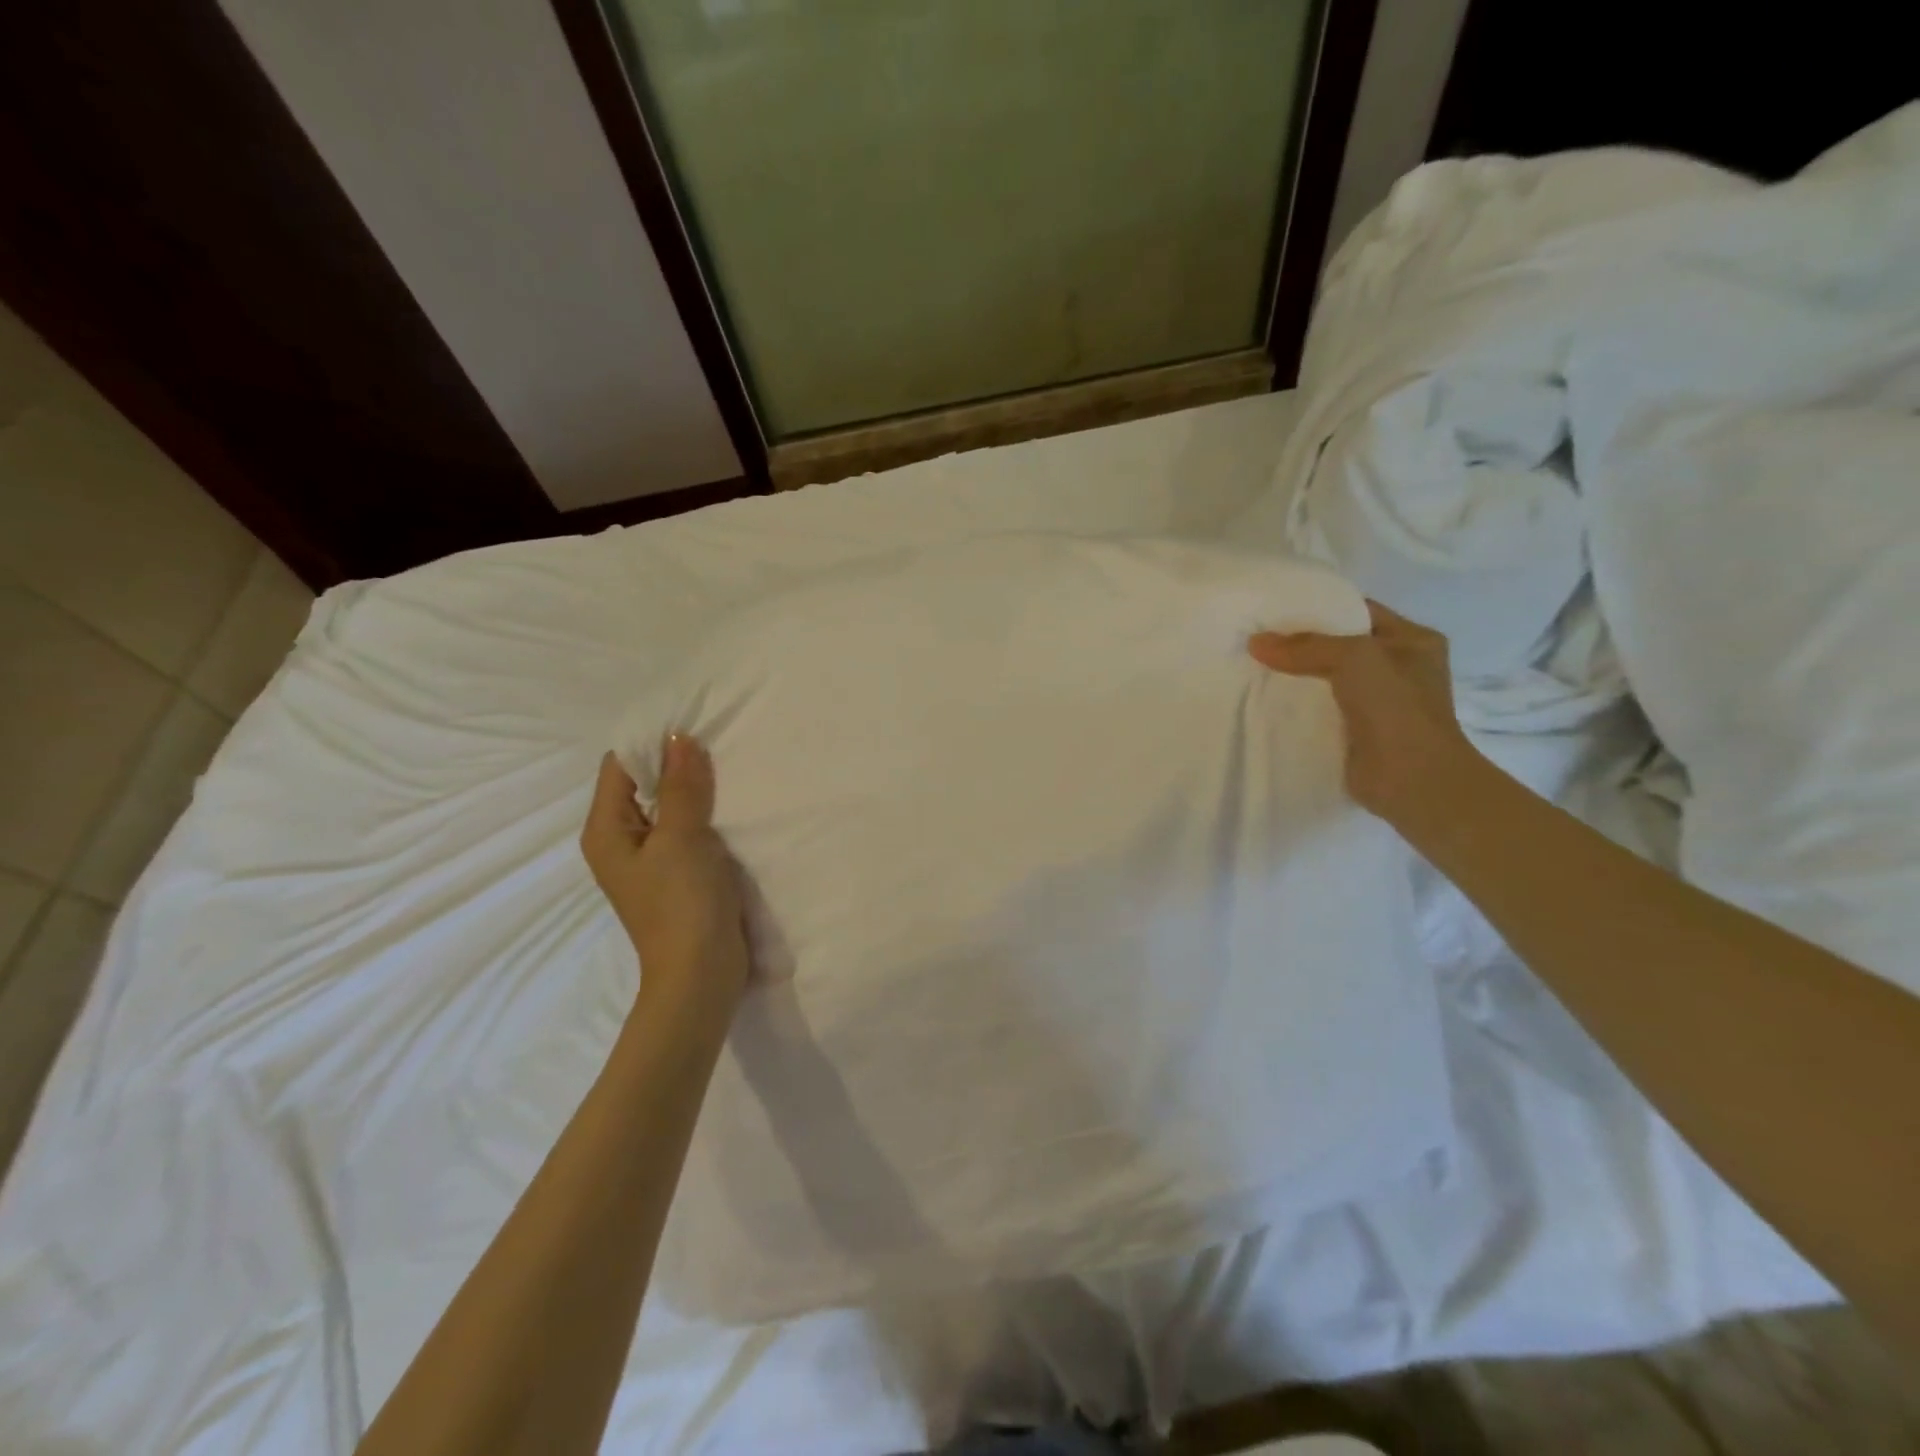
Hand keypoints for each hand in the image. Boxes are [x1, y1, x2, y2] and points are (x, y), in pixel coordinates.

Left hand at [580, 738, 748, 1012]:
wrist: (701, 975)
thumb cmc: (683, 904)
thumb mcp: (682, 838)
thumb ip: (682, 786)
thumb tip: (678, 736)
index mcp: (607, 831)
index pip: (620, 766)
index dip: (651, 742)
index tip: (692, 722)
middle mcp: (621, 840)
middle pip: (643, 785)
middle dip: (675, 762)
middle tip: (716, 739)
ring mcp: (650, 859)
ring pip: (668, 807)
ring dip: (693, 788)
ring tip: (728, 763)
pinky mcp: (677, 873)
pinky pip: (685, 829)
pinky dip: (703, 813)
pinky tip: (730, 802)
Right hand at [1249, 600, 1482, 832]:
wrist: (1412, 780)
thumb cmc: (1396, 707)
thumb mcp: (1354, 658)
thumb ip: (1305, 646)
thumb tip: (1255, 642)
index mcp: (1413, 640)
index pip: (1359, 611)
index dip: (1320, 607)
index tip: (1276, 609)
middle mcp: (1399, 668)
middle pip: (1340, 646)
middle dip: (1301, 643)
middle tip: (1257, 639)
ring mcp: (1379, 703)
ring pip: (1327, 679)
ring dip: (1296, 676)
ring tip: (1253, 667)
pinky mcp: (1357, 733)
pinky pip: (1320, 709)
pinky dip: (1297, 707)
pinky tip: (1267, 701)